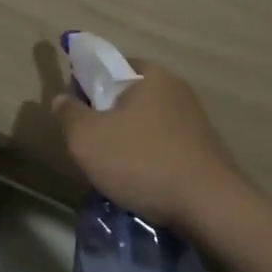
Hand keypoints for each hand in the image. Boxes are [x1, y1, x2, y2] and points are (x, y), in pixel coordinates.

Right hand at [48, 63, 244, 232]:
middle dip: (110, 118)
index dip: (88, 86)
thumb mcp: (87, 139)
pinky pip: (167, 146)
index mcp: (149, 73)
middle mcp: (176, 87)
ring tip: (118, 173)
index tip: (78, 115)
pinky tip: (145, 184)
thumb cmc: (143, 161)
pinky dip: (153, 159)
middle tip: (94, 147)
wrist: (210, 206)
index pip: (110, 66)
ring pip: (148, 123)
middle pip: (129, 96)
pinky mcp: (206, 148)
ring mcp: (195, 118)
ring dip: (131, 142)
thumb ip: (69, 115)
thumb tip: (62, 99)